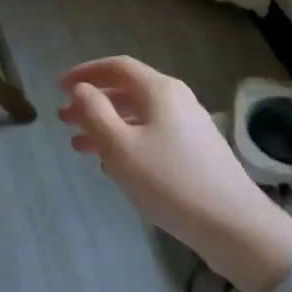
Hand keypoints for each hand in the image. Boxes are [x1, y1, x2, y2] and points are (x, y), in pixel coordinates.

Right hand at [59, 56, 291, 291]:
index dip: (85, 72)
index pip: (117, 67)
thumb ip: (94, 113)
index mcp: (159, 90)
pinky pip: (152, 134)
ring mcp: (189, 125)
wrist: (233, 225)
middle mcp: (176, 99)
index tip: (58, 87)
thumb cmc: (169, 181)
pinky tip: (112, 165)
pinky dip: (127, 141)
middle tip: (64, 120)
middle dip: (92, 102)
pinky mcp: (196, 151)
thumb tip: (80, 89)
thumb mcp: (120, 147)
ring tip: (79, 146)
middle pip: (127, 90)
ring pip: (138, 115)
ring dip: (106, 125)